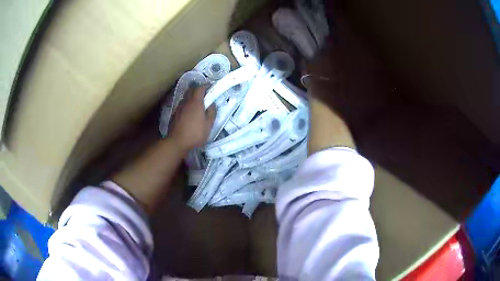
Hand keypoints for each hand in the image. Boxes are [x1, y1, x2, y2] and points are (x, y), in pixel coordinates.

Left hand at [170, 86, 215, 152]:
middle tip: (205, 95)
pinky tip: (189, 113)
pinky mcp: (174, 114)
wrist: (176, 143)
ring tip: (197, 104)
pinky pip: (182, 105)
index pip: (200, 88)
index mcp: (195, 103)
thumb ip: (211, 112)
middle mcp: (186, 102)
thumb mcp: (208, 125)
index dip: (206, 86)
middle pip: (191, 90)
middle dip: (198, 90)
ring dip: (192, 97)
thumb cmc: (195, 134)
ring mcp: (178, 108)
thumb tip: (212, 104)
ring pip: (185, 98)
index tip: (211, 87)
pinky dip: (186, 105)